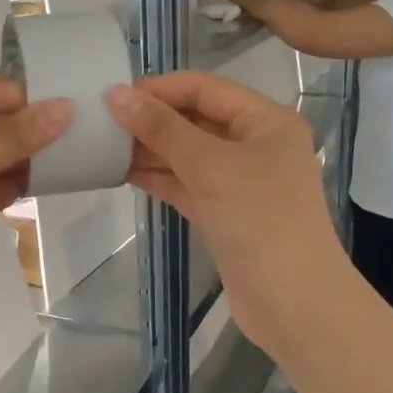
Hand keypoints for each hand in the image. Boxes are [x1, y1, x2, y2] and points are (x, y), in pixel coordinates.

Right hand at [105, 73, 345, 361]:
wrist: (293, 303)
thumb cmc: (261, 221)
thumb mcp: (211, 167)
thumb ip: (163, 129)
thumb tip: (116, 95)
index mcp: (266, 120)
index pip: (205, 88)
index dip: (159, 88)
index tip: (111, 95)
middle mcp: (255, 144)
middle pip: (195, 119)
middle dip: (151, 120)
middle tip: (100, 122)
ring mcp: (239, 181)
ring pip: (187, 154)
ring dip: (149, 149)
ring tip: (102, 145)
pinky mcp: (223, 213)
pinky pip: (185, 184)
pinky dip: (157, 177)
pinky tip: (121, 172)